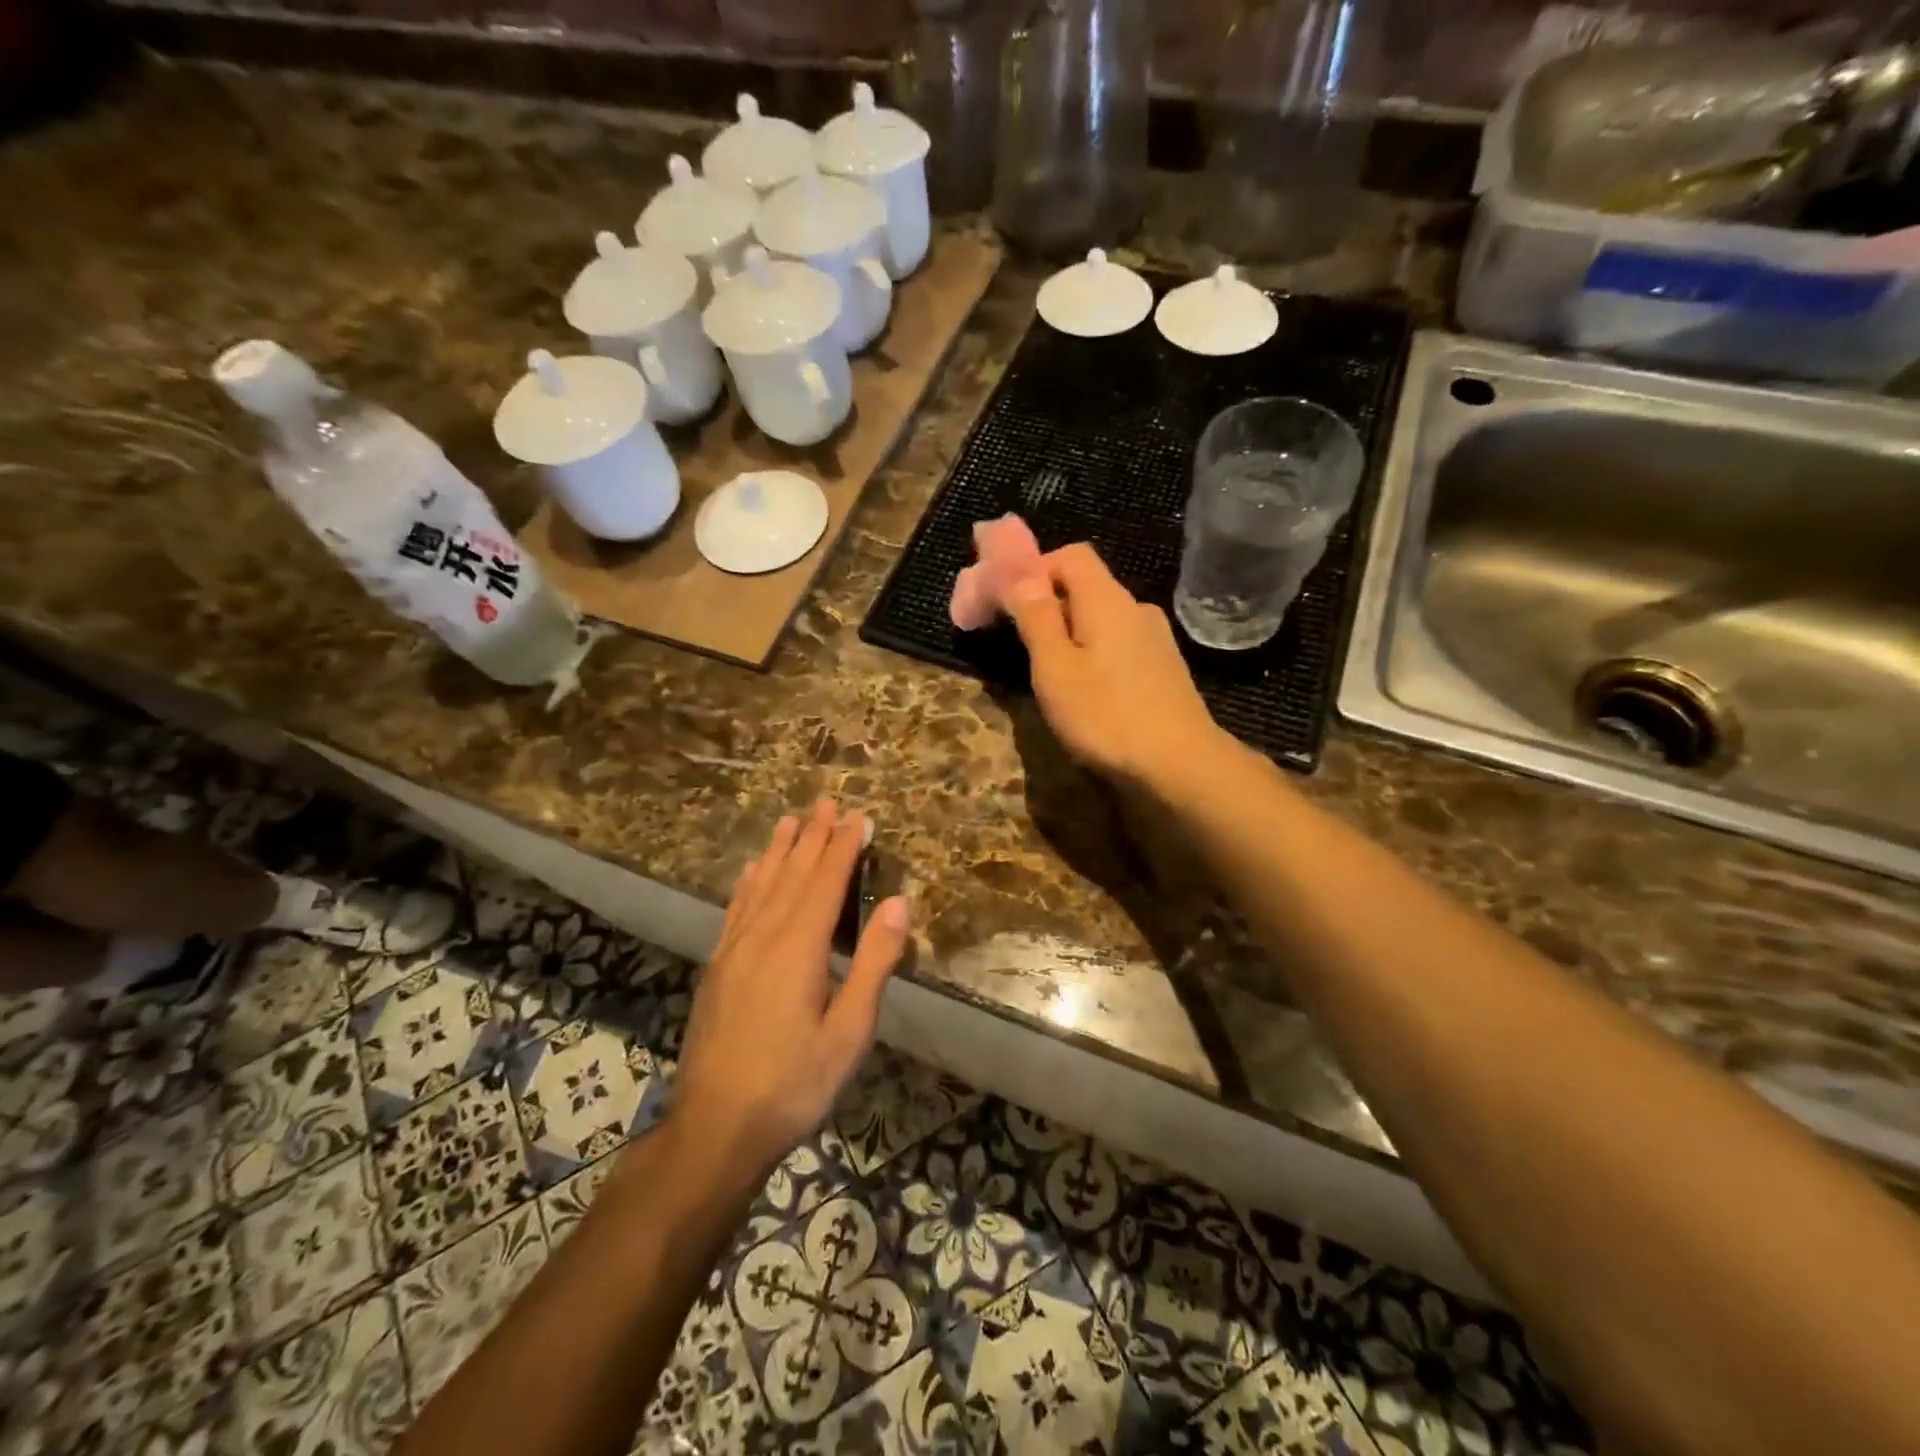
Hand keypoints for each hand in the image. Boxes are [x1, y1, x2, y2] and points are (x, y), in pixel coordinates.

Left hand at [670, 800, 908, 1180]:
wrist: (715, 1127)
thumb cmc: (794, 1083)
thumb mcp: (850, 1033)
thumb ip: (874, 964)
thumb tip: (897, 903)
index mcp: (799, 948)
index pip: (826, 882)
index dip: (843, 847)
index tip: (858, 816)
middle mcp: (763, 936)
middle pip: (792, 873)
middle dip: (813, 836)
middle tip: (827, 802)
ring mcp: (734, 950)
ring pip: (761, 885)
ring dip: (779, 849)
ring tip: (791, 819)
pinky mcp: (717, 967)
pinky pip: (736, 908)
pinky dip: (748, 882)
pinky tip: (751, 871)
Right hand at [1004, 543, 1223, 789]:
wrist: (1180, 766)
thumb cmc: (1106, 716)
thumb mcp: (1055, 667)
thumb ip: (1035, 616)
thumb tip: (1019, 571)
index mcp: (1107, 599)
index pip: (1070, 555)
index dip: (1034, 568)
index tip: (1007, 601)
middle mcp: (1136, 608)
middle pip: (1086, 586)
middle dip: (1047, 604)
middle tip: (1018, 640)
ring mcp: (1155, 639)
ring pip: (1102, 619)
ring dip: (1070, 633)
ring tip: (1048, 672)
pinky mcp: (1164, 668)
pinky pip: (1118, 644)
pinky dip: (1093, 653)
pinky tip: (1086, 691)